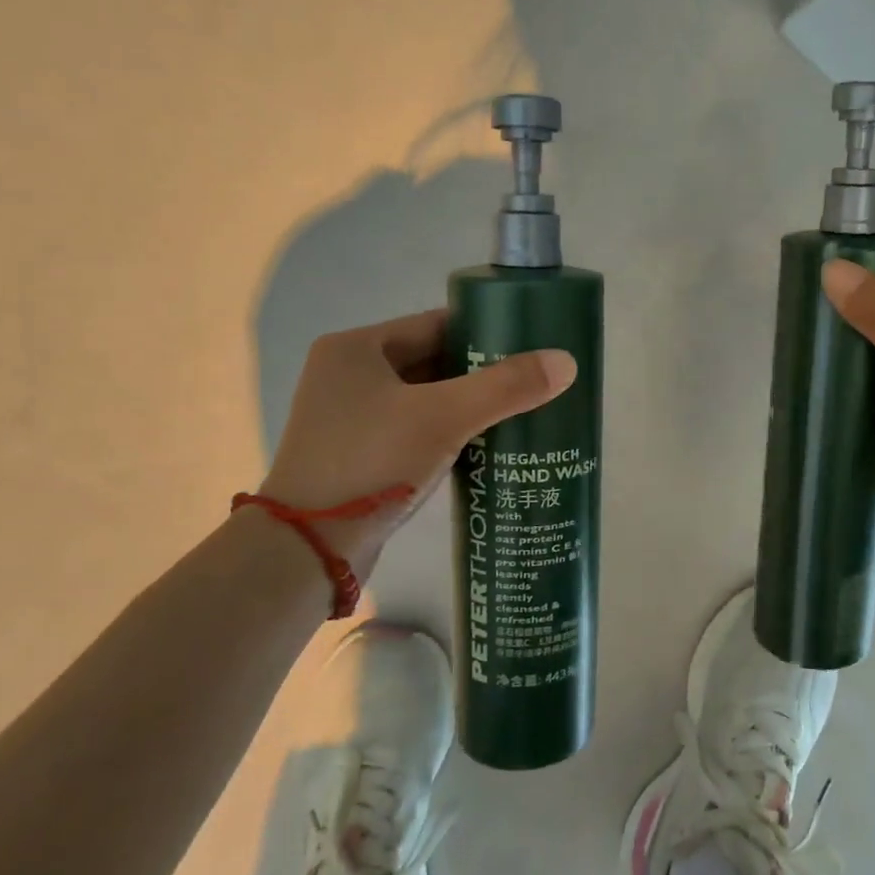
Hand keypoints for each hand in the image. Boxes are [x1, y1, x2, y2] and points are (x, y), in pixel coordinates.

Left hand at [257, 309, 575, 577]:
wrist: (308, 551)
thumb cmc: (371, 464)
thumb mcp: (444, 418)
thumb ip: (505, 388)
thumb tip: (566, 362)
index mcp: (357, 349)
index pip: (435, 324)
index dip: (485, 331)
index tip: (530, 345)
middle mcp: (347, 375)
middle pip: (432, 361)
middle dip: (482, 373)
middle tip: (533, 383)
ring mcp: (350, 418)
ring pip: (425, 400)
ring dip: (468, 407)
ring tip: (520, 414)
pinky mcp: (358, 456)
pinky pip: (415, 431)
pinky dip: (448, 434)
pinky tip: (486, 447)